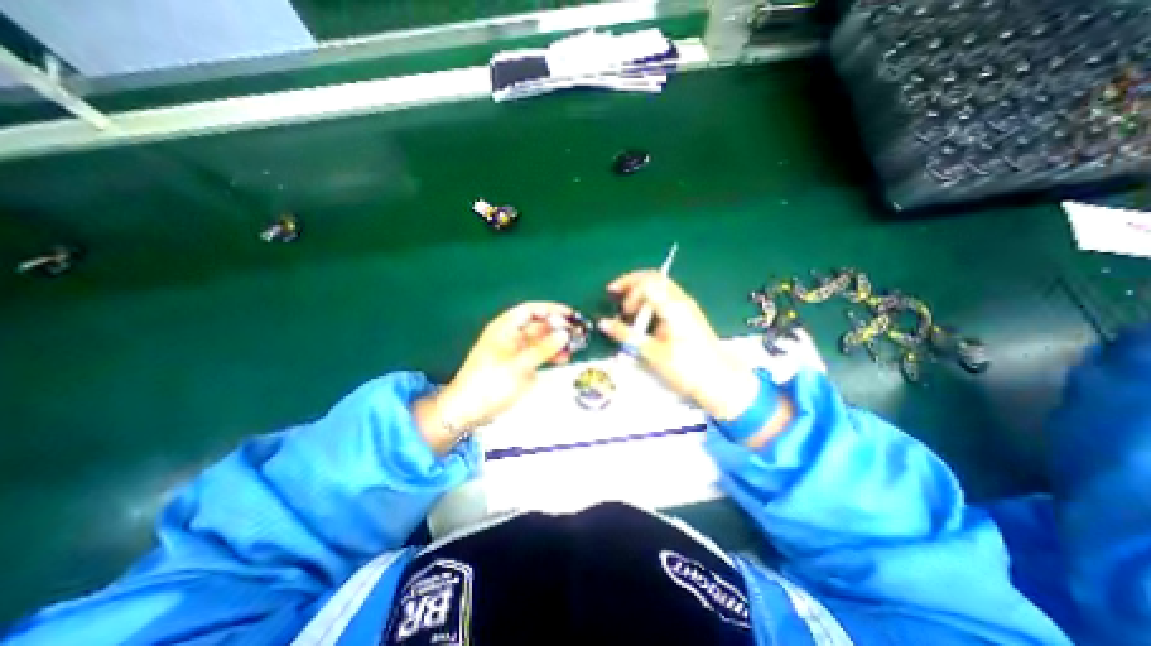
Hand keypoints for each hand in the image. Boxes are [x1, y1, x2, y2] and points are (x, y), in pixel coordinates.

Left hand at [416, 302, 572, 452]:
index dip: (551, 310)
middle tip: (576, 334)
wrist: (468, 410)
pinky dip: (549, 355)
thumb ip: (544, 348)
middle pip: (537, 325)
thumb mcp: (519, 364)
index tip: (570, 315)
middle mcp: (509, 336)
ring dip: (555, 343)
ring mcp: (513, 351)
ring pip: (539, 341)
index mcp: (504, 328)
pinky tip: (561, 359)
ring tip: (573, 348)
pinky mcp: (516, 365)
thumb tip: (564, 334)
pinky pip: (536, 354)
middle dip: (556, 328)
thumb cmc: (490, 383)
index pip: (531, 310)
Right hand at [593, 270, 761, 422]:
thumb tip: (604, 323)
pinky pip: (665, 297)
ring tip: (628, 310)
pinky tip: (643, 317)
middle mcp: (681, 300)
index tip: (621, 309)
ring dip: (640, 292)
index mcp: (673, 306)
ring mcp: (686, 306)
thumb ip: (626, 335)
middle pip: (653, 276)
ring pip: (659, 286)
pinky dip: (649, 301)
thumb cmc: (687, 368)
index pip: (647, 281)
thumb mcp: (652, 353)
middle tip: (614, 293)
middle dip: (630, 282)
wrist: (720, 381)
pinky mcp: (687, 314)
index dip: (628, 289)